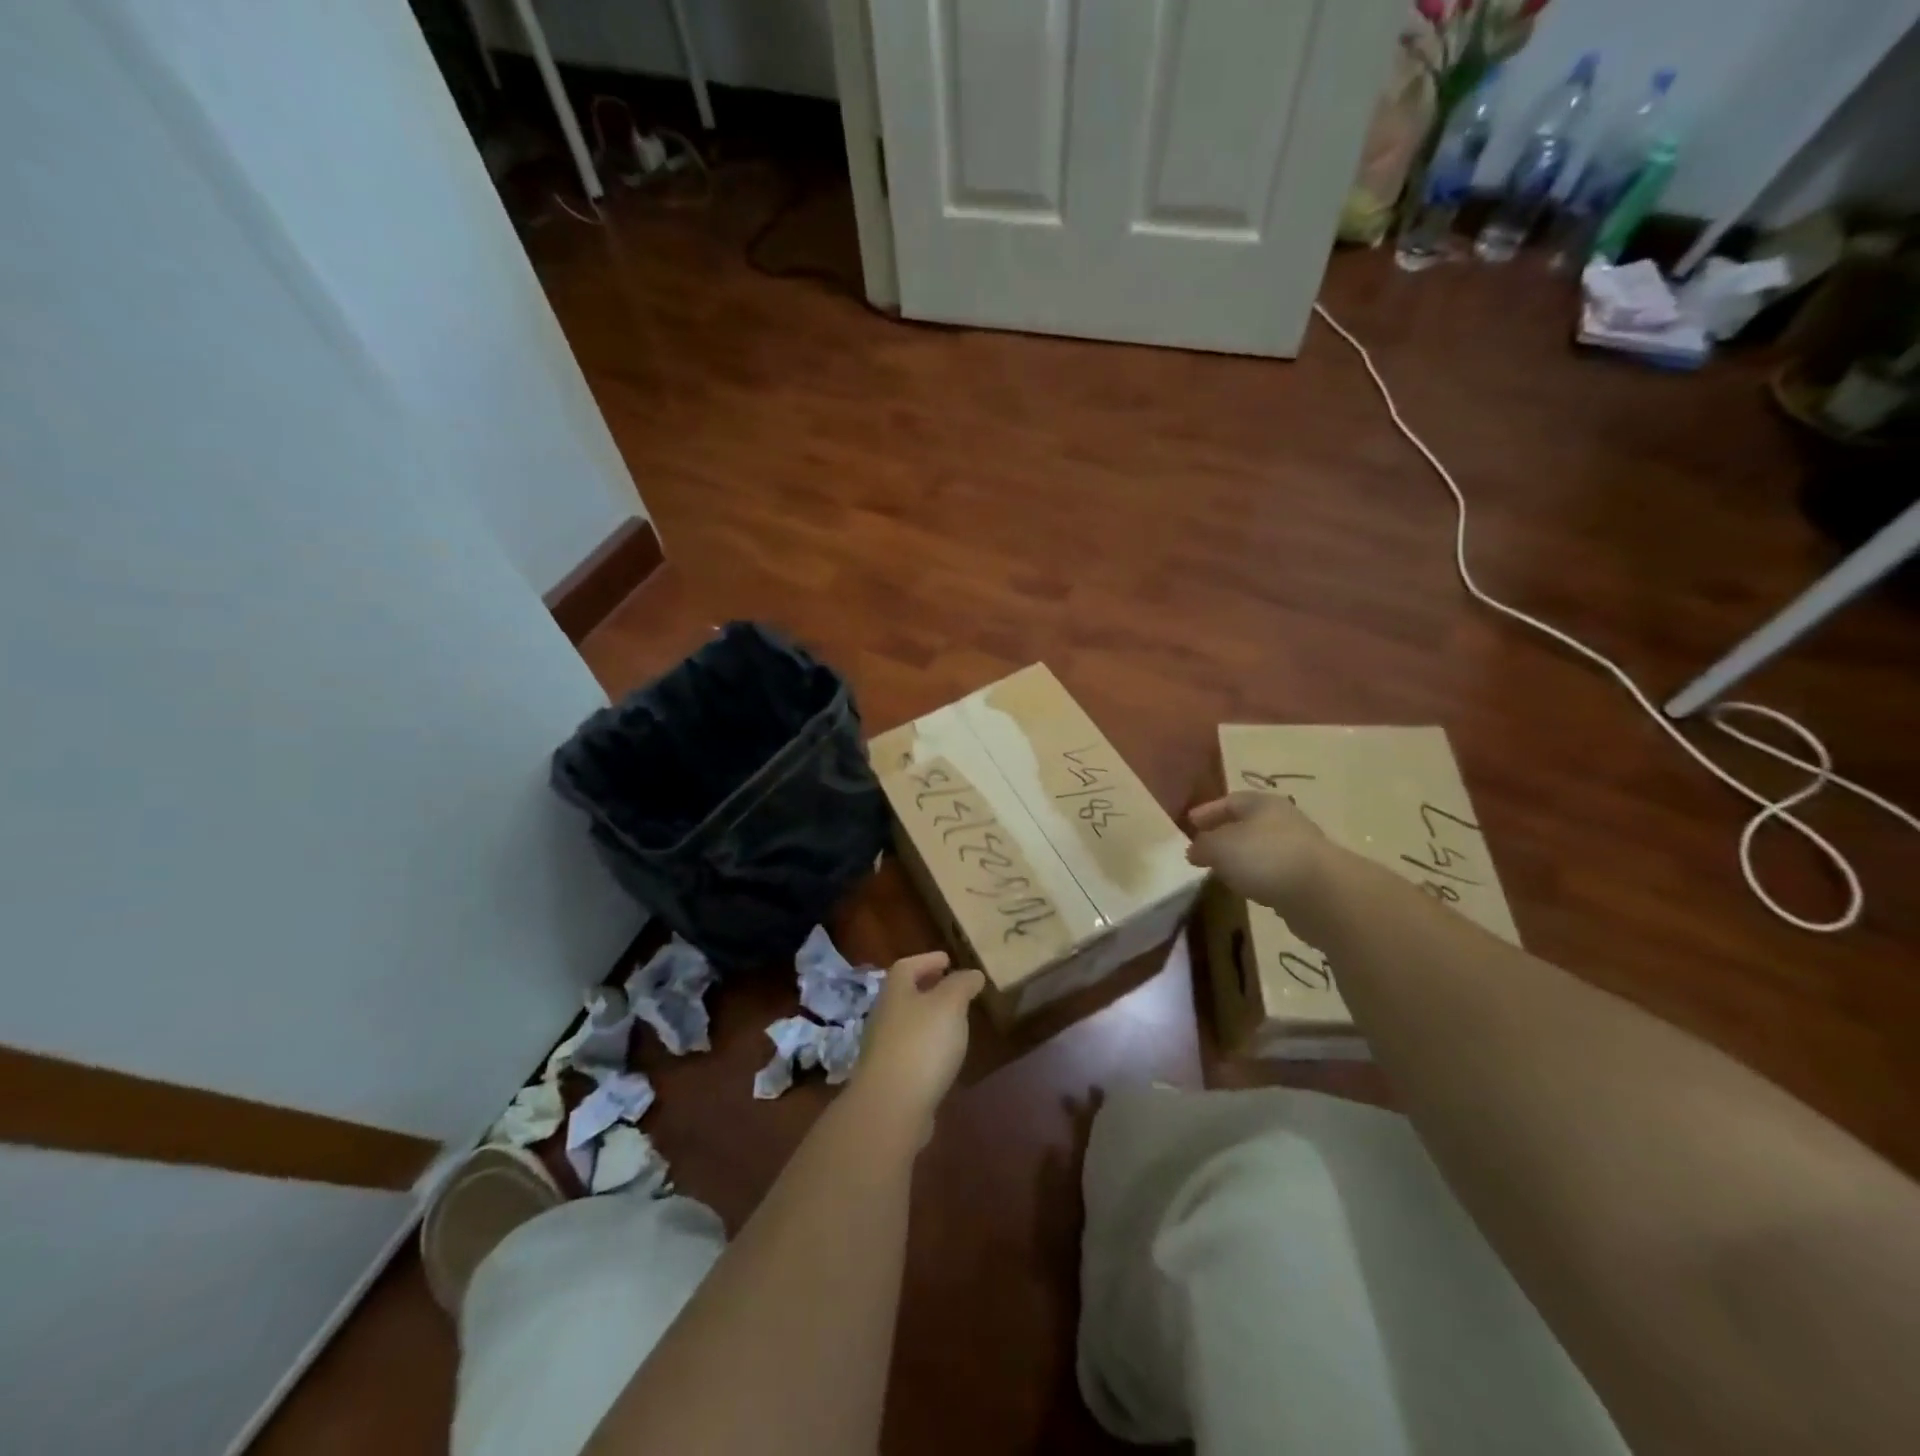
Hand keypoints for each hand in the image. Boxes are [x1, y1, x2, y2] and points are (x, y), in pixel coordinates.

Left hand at [852, 952, 984, 1138]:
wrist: (891, 1106)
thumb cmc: (922, 1043)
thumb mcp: (950, 1005)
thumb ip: (962, 985)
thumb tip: (972, 973)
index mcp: (895, 991)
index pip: (908, 966)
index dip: (928, 960)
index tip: (948, 960)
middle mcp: (884, 1015)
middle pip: (905, 994)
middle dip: (928, 989)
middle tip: (953, 988)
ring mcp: (883, 1048)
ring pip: (907, 1023)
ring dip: (928, 1019)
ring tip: (954, 1022)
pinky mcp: (889, 1078)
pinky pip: (910, 1051)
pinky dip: (926, 1046)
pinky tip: (943, 1056)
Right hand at [1187, 792, 1329, 911]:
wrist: (1322, 894)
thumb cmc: (1264, 857)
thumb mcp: (1219, 847)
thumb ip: (1202, 845)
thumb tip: (1194, 850)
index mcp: (1262, 803)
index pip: (1230, 801)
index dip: (1207, 811)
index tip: (1189, 823)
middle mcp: (1283, 821)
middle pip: (1247, 824)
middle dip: (1224, 835)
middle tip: (1203, 849)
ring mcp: (1299, 850)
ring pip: (1261, 850)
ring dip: (1242, 859)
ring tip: (1222, 872)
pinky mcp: (1308, 879)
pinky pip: (1274, 873)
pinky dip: (1258, 877)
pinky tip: (1248, 889)